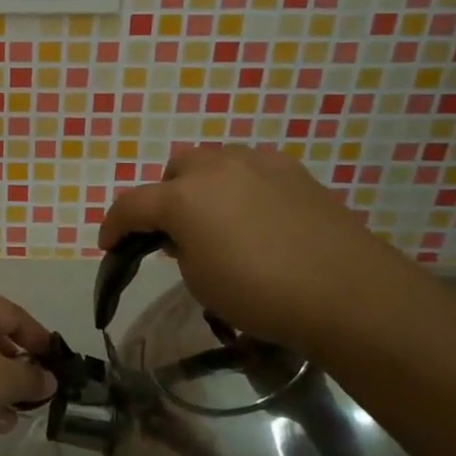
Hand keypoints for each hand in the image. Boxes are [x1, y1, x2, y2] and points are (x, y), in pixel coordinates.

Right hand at [99, 146, 430, 354]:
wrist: (347, 292)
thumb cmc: (260, 294)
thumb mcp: (200, 281)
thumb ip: (179, 249)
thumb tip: (185, 236)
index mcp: (181, 196)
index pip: (130, 206)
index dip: (113, 226)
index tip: (109, 246)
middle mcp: (213, 166)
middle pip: (173, 173)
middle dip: (165, 199)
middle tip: (176, 235)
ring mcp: (256, 161)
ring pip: (211, 163)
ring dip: (202, 187)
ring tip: (218, 221)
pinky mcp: (291, 169)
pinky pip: (249, 169)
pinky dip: (240, 187)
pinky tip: (257, 217)